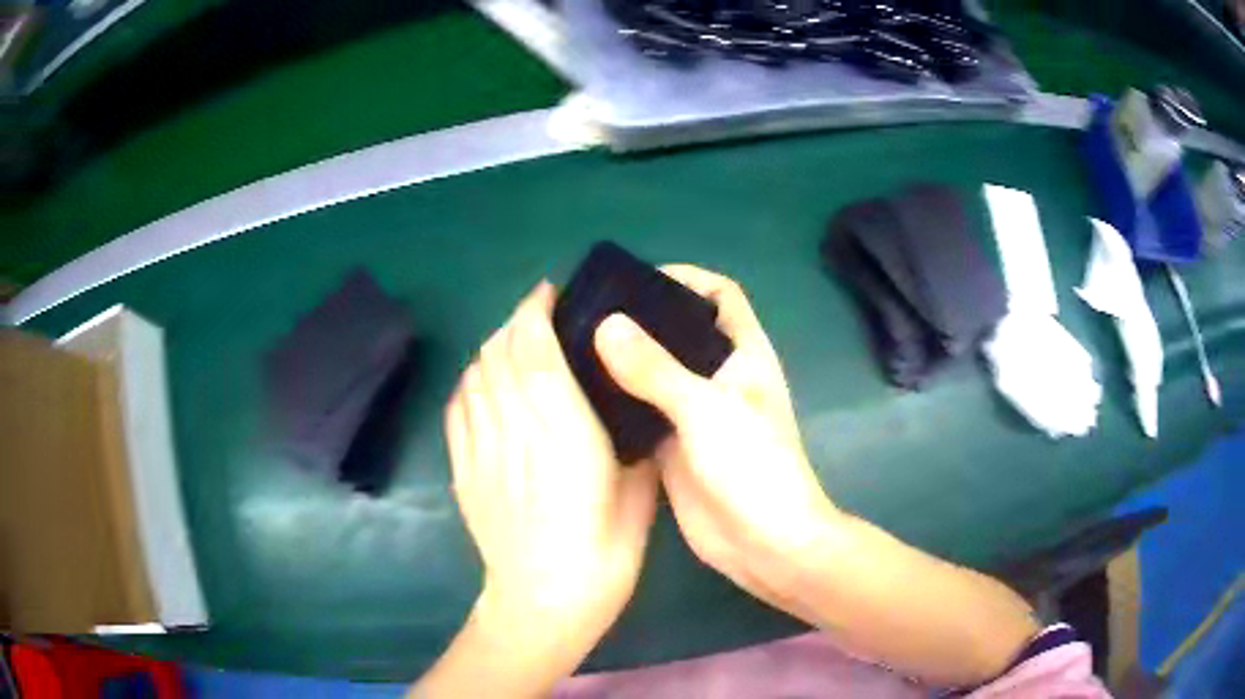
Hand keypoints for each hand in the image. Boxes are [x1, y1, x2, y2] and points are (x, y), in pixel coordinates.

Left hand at [422, 282, 658, 696]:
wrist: (542, 603)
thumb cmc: (603, 556)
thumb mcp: (639, 497)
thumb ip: (637, 446)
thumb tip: (637, 411)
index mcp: (563, 435)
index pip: (535, 351)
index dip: (535, 312)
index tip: (549, 292)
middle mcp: (515, 431)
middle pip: (498, 353)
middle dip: (516, 321)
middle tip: (540, 315)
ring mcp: (481, 449)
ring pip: (475, 374)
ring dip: (493, 347)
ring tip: (515, 344)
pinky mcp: (462, 468)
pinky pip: (458, 406)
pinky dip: (470, 381)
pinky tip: (485, 382)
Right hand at [593, 268, 1040, 687]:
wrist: (763, 544)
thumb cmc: (753, 468)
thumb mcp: (706, 409)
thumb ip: (655, 368)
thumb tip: (605, 323)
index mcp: (743, 353)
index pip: (719, 295)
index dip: (685, 278)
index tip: (635, 281)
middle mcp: (718, 377)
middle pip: (678, 332)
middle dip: (639, 319)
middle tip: (585, 313)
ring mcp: (694, 413)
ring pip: (654, 373)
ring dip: (621, 362)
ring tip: (571, 348)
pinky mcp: (672, 446)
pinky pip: (639, 413)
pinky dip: (614, 402)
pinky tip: (577, 398)